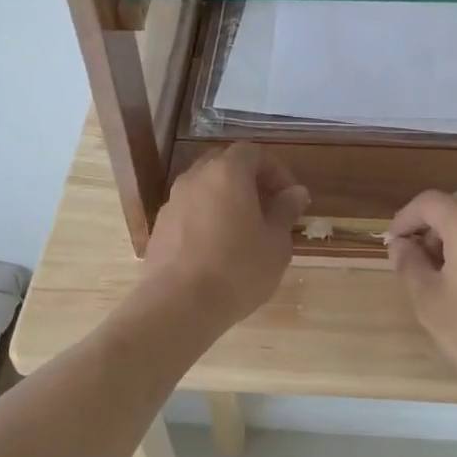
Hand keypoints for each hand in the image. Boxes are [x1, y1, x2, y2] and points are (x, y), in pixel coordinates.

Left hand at [140, 143, 309, 325]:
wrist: (178, 305)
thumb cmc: (238, 269)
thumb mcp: (276, 243)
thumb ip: (286, 211)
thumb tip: (295, 193)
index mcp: (227, 173)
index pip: (253, 152)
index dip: (276, 170)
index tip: (289, 198)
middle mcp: (195, 178)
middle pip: (225, 164)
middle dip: (249, 181)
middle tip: (268, 209)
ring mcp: (173, 201)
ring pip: (204, 188)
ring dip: (226, 200)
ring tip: (244, 232)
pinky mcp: (160, 227)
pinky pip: (189, 210)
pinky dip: (206, 218)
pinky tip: (218, 249)